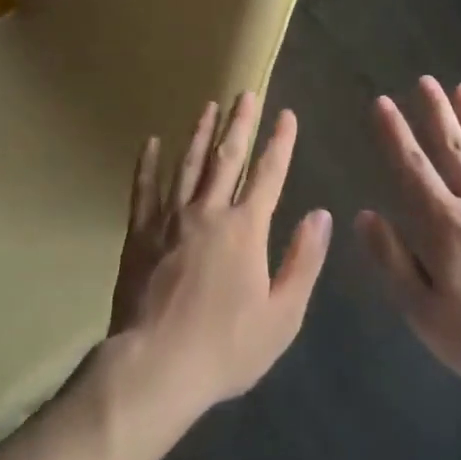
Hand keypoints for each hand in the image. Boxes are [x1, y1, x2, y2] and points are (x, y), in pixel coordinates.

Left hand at [108, 92, 331, 421]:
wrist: (154, 366)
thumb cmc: (225, 347)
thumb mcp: (282, 315)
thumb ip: (302, 260)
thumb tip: (320, 214)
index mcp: (245, 229)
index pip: (268, 174)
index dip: (280, 143)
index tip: (286, 114)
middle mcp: (208, 212)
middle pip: (227, 157)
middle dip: (240, 123)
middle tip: (246, 93)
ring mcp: (170, 219)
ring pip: (188, 164)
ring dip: (200, 133)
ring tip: (208, 106)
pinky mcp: (139, 233)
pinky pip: (143, 189)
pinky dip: (147, 163)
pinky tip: (150, 142)